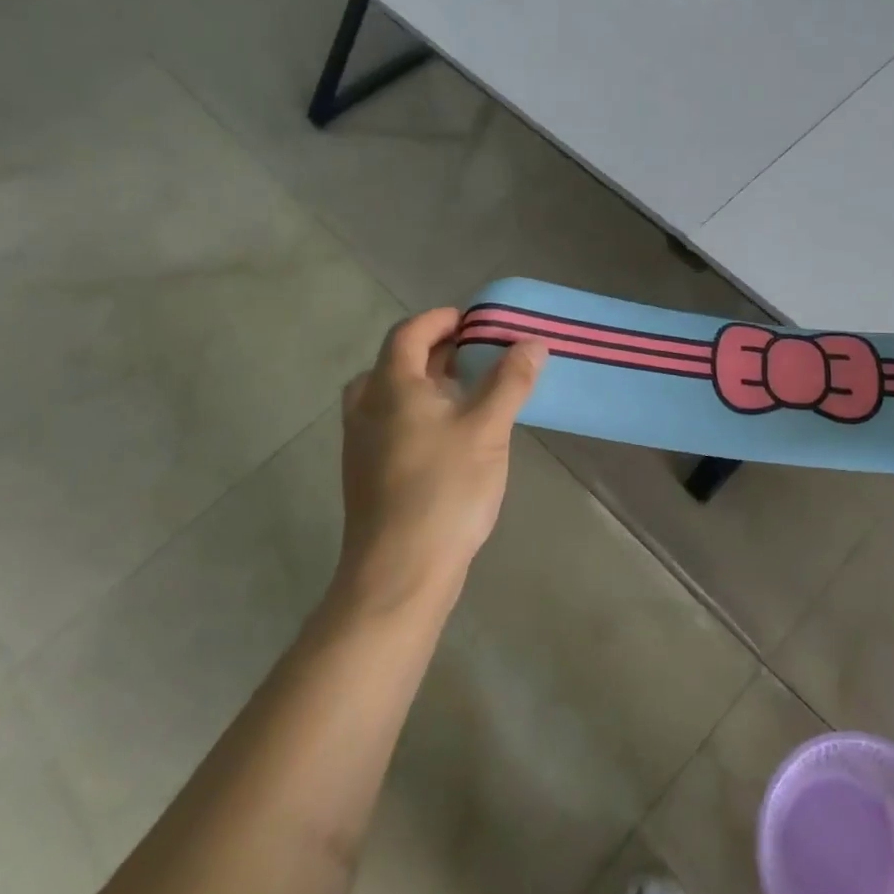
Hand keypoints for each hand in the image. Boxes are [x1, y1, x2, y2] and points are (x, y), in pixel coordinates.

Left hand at [336, 309, 545, 610]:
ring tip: (465, 391)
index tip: (474, 321)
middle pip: (396, 361)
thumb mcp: (487, 428)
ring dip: (426, 383)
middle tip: (475, 354)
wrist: (398, 573)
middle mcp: (367, 407)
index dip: (441, 320)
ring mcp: (361, 443)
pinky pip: (390, 423)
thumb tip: (532, 342)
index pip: (410, 332)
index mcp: (390, 386)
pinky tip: (449, 435)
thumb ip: (510, 380)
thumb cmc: (444, 489)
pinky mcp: (366, 473)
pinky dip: (417, 412)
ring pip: (391, 395)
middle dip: (436, 351)